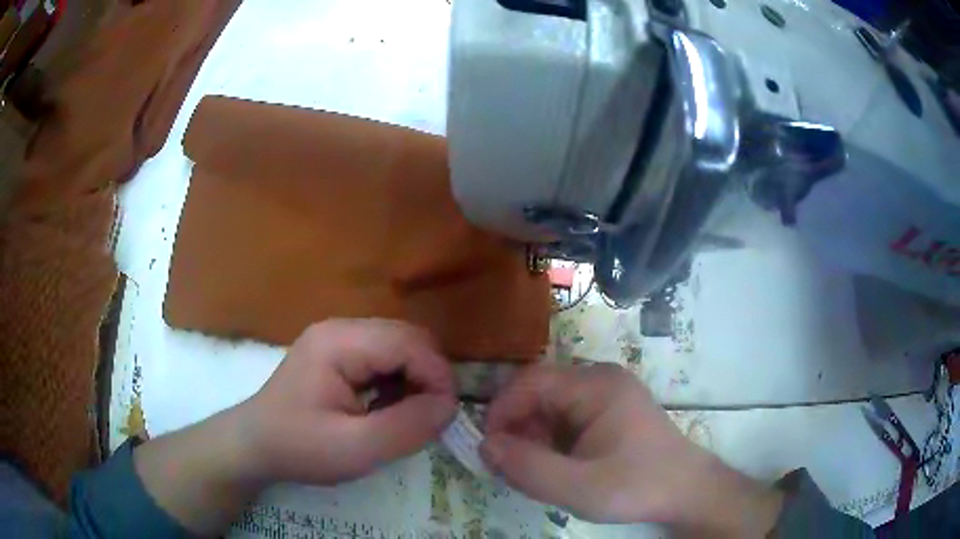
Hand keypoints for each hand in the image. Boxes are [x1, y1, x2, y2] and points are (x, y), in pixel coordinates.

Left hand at [241, 319, 457, 483]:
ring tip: (405, 415)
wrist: (254, 445)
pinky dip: (396, 380)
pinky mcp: (336, 352)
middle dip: (427, 375)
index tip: (446, 415)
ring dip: (413, 378)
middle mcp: (340, 328)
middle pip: (407, 337)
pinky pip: (382, 356)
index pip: (409, 343)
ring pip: (398, 345)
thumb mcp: (356, 449)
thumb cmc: (299, 448)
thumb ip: (408, 426)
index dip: (437, 376)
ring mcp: (336, 337)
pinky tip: (385, 407)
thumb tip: (449, 405)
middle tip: (428, 417)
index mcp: (339, 343)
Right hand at [480, 363, 782, 535]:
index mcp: (595, 386)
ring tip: (535, 473)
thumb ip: (528, 468)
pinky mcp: (610, 411)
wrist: (686, 491)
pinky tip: (557, 467)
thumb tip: (485, 445)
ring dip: (534, 438)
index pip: (531, 382)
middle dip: (518, 429)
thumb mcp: (578, 487)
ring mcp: (607, 394)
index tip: (489, 449)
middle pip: (539, 393)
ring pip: (550, 407)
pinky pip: (566, 418)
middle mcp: (600, 379)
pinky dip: (551, 441)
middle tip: (512, 469)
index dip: (501, 411)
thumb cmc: (637, 486)